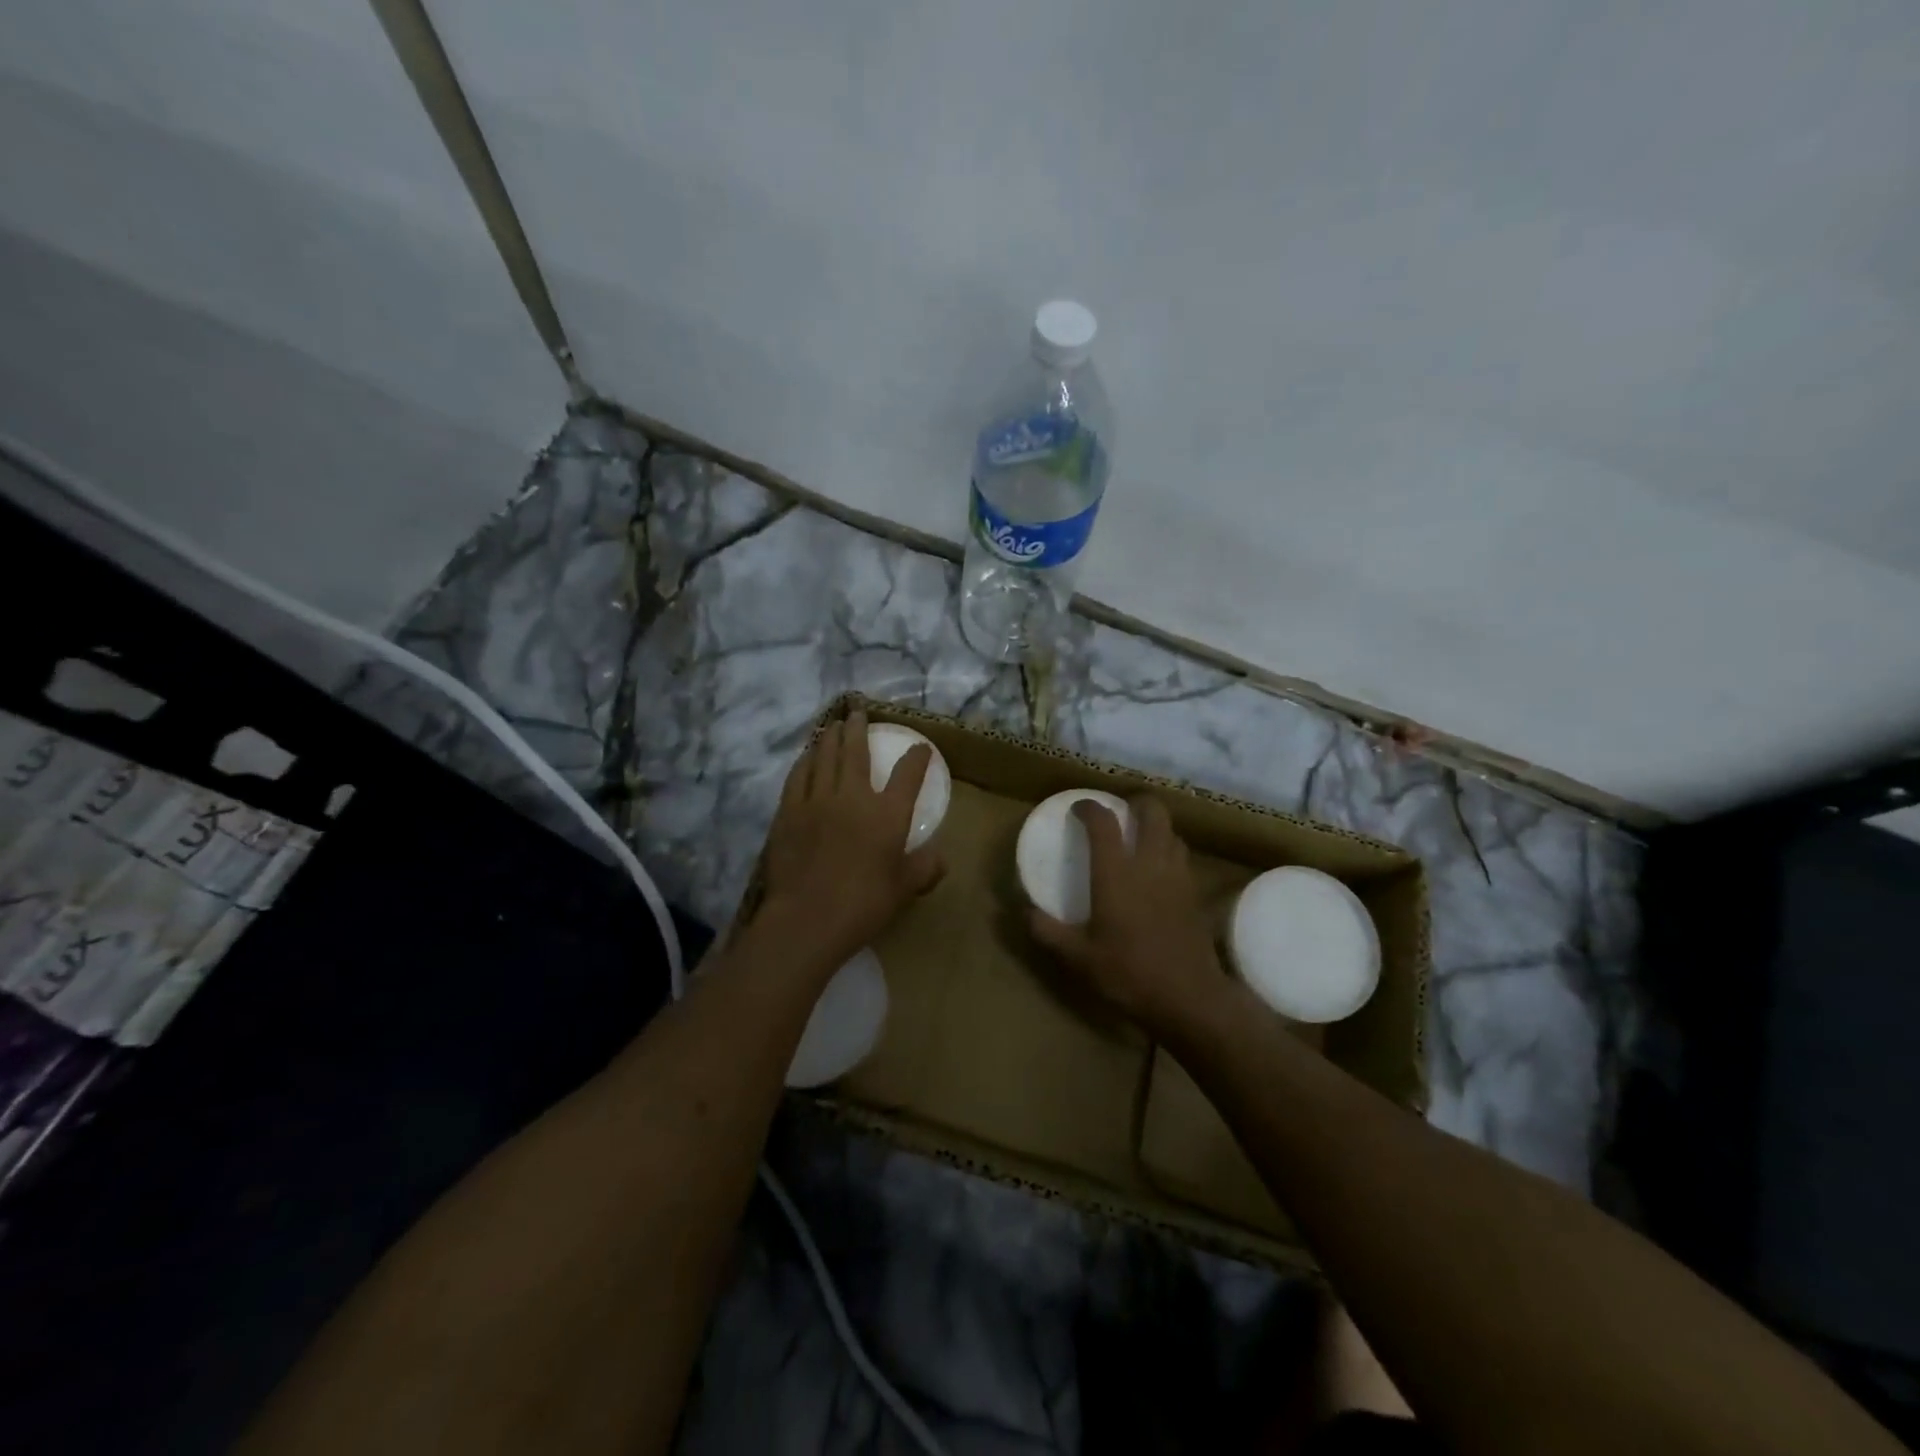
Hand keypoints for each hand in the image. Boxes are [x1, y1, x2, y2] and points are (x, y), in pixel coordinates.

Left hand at [758, 709, 944, 965]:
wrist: (807, 918)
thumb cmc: (863, 905)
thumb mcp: (904, 889)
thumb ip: (924, 868)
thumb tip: (940, 857)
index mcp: (887, 814)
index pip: (907, 775)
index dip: (916, 758)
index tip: (921, 748)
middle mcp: (853, 797)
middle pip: (855, 752)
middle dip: (859, 729)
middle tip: (857, 712)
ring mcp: (817, 801)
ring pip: (824, 757)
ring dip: (830, 738)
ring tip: (833, 726)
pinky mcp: (789, 812)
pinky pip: (798, 776)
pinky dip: (804, 761)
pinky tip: (806, 757)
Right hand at [1028, 795, 1225, 1032]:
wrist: (1189, 998)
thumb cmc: (1129, 973)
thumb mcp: (1078, 958)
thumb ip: (1048, 931)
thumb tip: (1024, 912)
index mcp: (1116, 873)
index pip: (1103, 822)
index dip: (1090, 807)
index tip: (1078, 808)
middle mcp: (1149, 864)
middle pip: (1152, 812)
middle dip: (1136, 803)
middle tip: (1121, 812)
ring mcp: (1178, 877)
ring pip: (1172, 832)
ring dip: (1156, 827)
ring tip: (1139, 839)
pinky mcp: (1195, 894)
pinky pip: (1183, 858)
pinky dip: (1170, 852)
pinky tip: (1159, 872)